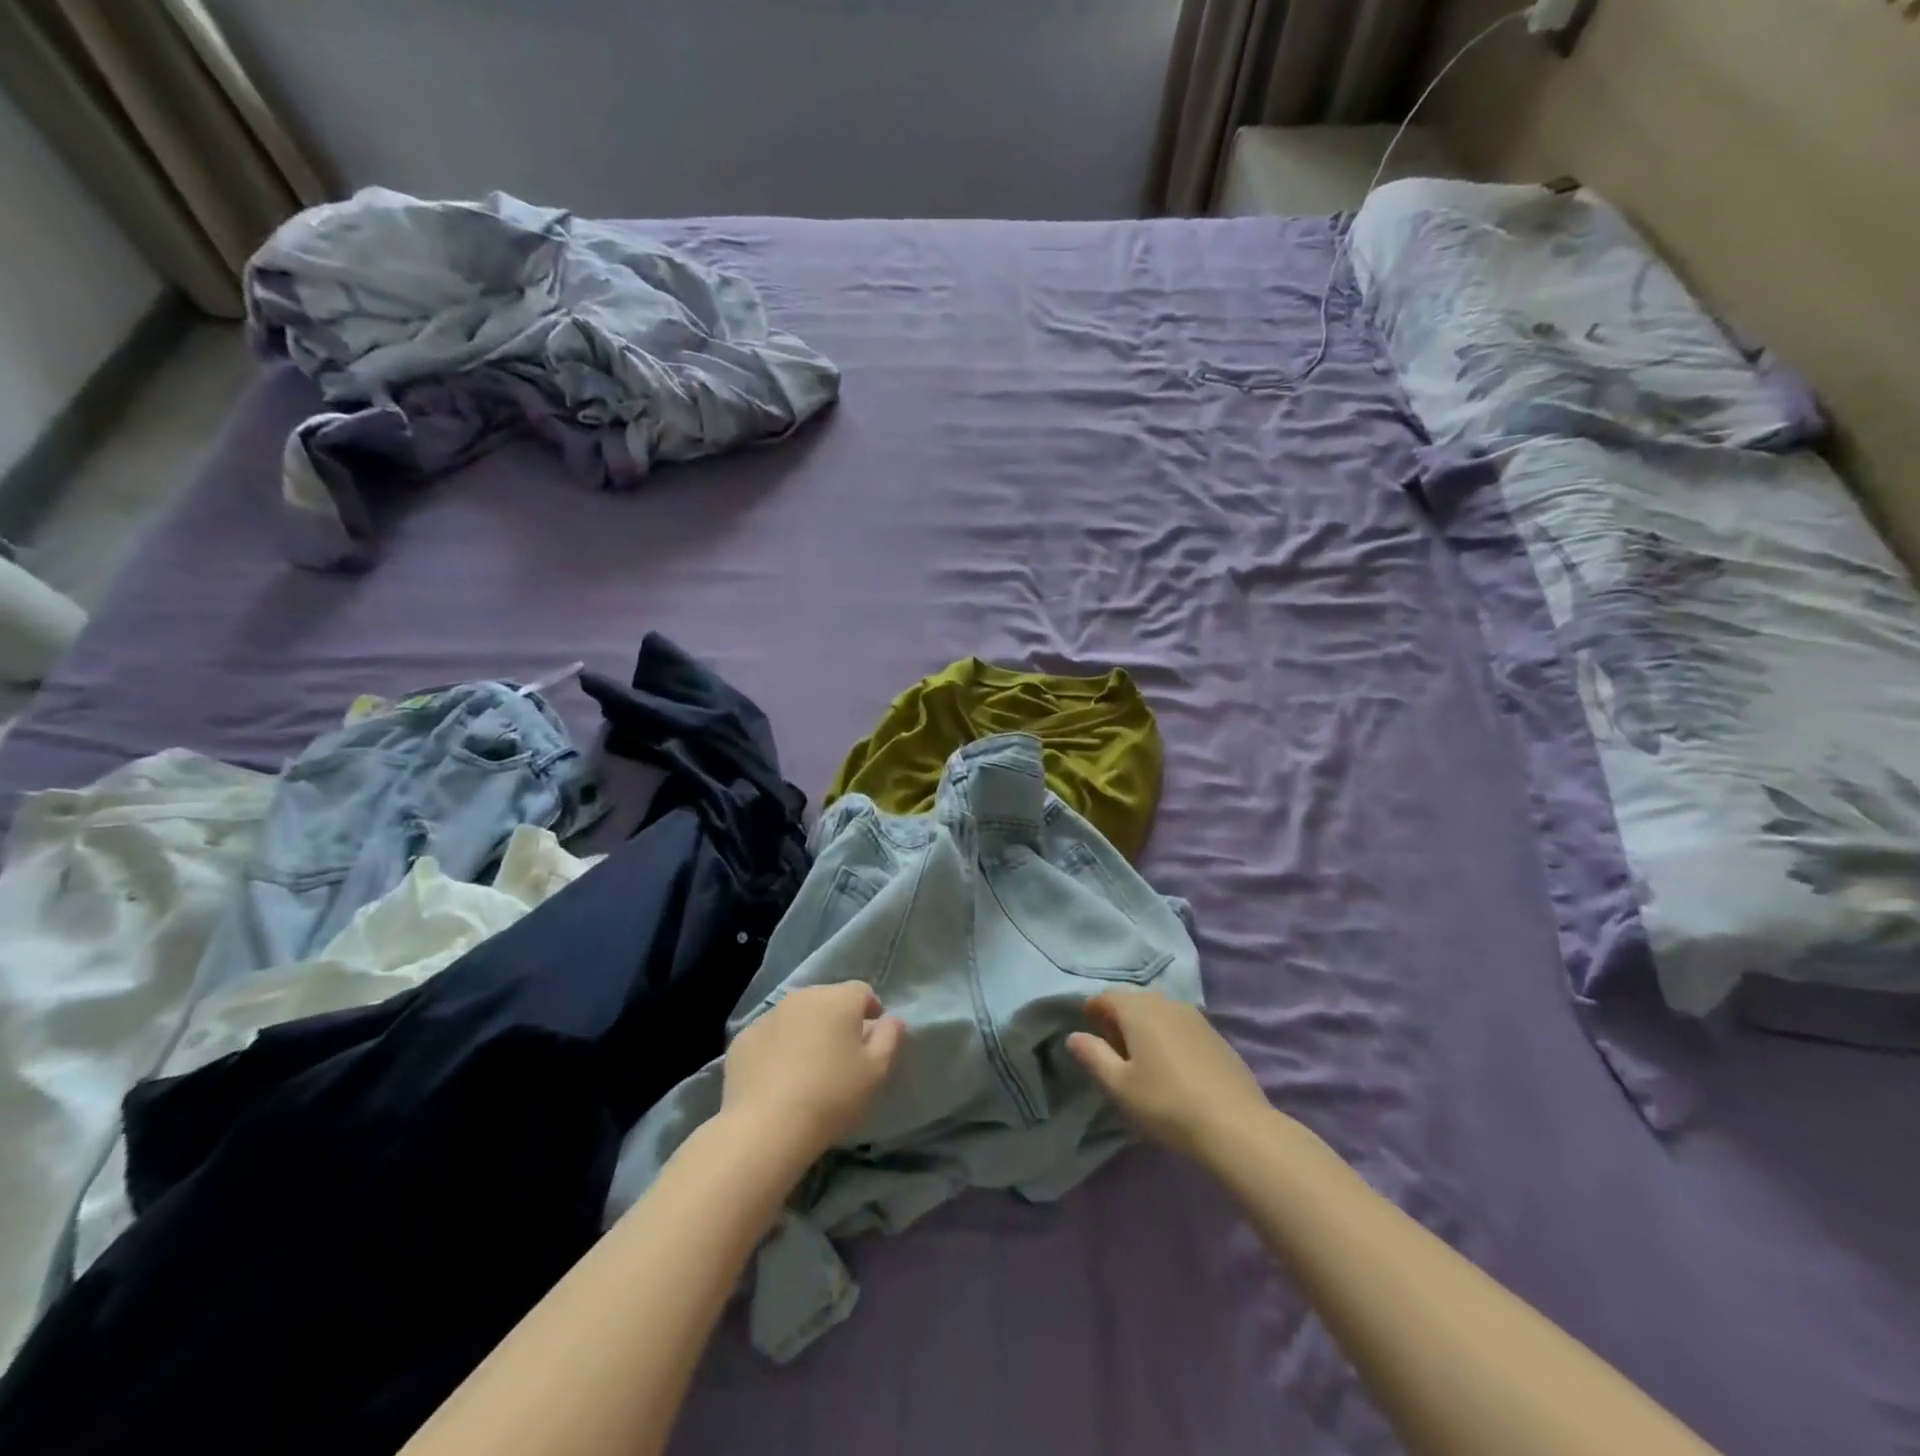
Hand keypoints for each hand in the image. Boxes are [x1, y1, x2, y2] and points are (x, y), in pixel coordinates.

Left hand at [722, 982, 904, 1162]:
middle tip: (840, 1056)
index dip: (870, 1012)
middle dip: (837, 1020)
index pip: (862, 991)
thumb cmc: (831, 1096)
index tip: (869, 1041)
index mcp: (838, 999)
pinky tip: (778, 1079)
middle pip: (827, 1000)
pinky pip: (770, 1036)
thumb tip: (891, 1019)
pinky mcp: (742, 1039)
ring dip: (806, 1031)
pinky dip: (777, 1048)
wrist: (766, 1127)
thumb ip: (890, 1038)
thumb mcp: (876, 1071)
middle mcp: (803, 997)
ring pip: (797, 1016)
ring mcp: (768, 1016)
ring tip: (807, 1069)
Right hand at [1067, 989, 1271, 1162]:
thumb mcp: (1119, 1085)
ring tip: (1142, 1059)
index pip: (1106, 996)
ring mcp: (1195, 1016)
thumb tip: (1074, 1036)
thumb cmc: (1166, 1103)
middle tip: (1113, 1050)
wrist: (1235, 1124)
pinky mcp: (1215, 1035)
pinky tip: (1172, 1065)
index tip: (1088, 1032)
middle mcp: (1166, 1003)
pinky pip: (1180, 1024)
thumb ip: (1093, 1056)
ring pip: (1159, 1010)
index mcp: (1139, 1009)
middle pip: (1134, 1000)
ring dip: (1145, 1025)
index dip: (1093, 1010)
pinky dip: (1168, 1034)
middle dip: (1118, 1018)